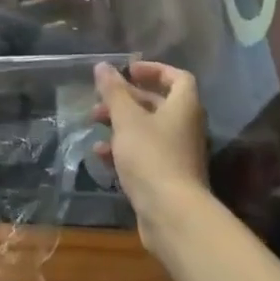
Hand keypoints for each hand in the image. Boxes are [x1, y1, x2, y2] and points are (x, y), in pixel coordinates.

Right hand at [92, 61, 209, 232]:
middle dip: (126, 99)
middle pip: (157, 103)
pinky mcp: (167, 177)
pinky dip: (124, 150)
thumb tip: (103, 66)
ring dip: (120, 124)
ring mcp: (178, 153)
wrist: (172, 214)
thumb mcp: (127, 119)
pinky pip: (145, 154)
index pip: (177, 78)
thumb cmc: (151, 156)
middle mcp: (185, 127)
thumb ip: (114, 91)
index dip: (153, 70)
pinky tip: (101, 155)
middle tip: (100, 99)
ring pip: (147, 129)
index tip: (128, 71)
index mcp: (184, 107)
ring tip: (94, 124)